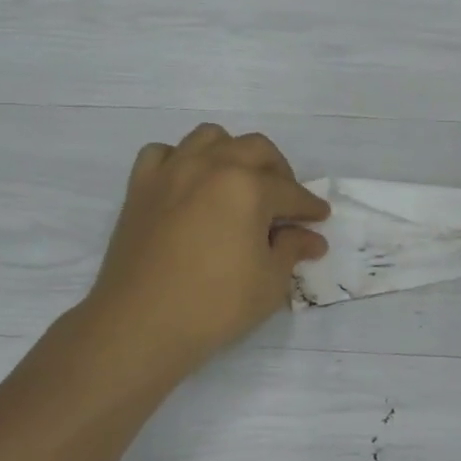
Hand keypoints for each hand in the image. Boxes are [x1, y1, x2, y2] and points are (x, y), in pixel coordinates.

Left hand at [78, 124, 329, 376]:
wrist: (140, 323)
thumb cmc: (214, 305)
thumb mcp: (269, 282)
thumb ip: (292, 250)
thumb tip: (310, 237)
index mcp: (248, 186)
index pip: (290, 191)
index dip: (309, 206)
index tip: (320, 217)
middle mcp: (211, 165)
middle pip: (255, 149)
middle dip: (278, 171)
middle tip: (285, 201)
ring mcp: (172, 171)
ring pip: (209, 137)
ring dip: (230, 153)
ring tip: (237, 181)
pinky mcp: (140, 186)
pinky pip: (162, 153)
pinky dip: (179, 160)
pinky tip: (187, 184)